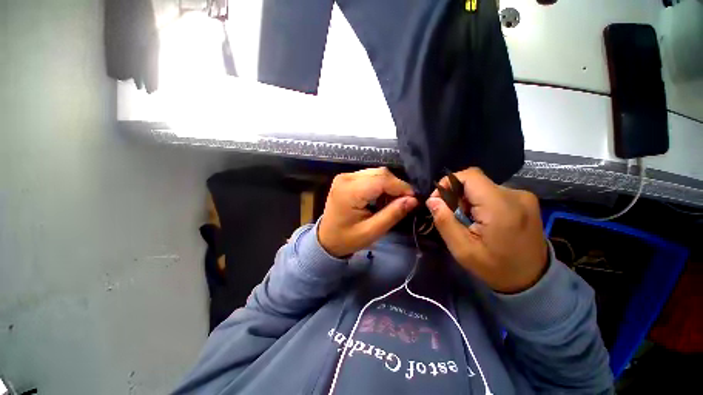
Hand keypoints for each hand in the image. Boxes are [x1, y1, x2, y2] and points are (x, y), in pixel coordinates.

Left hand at [319, 167, 417, 257]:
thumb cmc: (347, 238)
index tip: (413, 199)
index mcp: (350, 191)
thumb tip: (413, 200)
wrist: (326, 239)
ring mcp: (345, 176)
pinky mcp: (346, 178)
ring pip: (376, 173)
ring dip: (388, 185)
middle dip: (396, 186)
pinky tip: (380, 198)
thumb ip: (392, 214)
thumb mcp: (372, 231)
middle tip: (404, 202)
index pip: (382, 180)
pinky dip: (379, 185)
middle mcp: (346, 178)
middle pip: (380, 173)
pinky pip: (369, 176)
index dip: (401, 187)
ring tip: (391, 202)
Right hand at [426, 168, 547, 293]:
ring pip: (483, 187)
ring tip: (469, 221)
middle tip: (454, 217)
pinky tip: (482, 220)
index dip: (449, 182)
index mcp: (501, 207)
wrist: (533, 280)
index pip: (470, 175)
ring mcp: (524, 196)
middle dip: (457, 195)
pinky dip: (481, 202)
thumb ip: (445, 221)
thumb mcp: (462, 249)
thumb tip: (432, 200)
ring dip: (469, 200)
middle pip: (475, 182)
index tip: (440, 200)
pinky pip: (493, 192)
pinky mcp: (525, 200)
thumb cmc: (496, 267)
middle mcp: (515, 195)